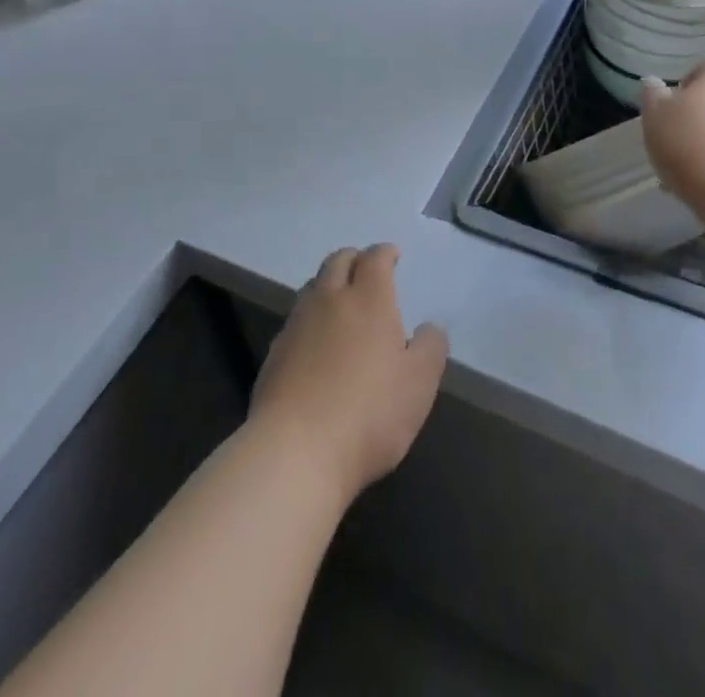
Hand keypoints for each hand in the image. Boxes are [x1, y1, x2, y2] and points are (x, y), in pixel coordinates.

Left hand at [249, 244, 447, 502]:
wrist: (295, 452)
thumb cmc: (369, 413)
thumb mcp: (419, 384)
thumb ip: (430, 348)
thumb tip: (429, 327)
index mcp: (368, 299)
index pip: (375, 258)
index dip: (385, 253)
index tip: (393, 255)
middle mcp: (330, 300)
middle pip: (338, 261)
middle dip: (354, 259)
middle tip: (365, 270)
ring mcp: (297, 325)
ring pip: (312, 287)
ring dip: (328, 285)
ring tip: (339, 302)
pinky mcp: (274, 353)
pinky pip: (295, 320)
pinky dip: (310, 318)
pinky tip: (315, 343)